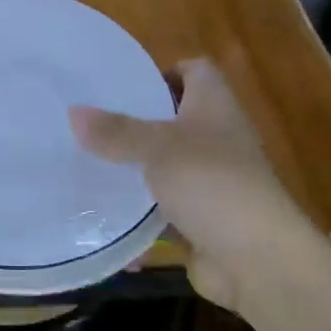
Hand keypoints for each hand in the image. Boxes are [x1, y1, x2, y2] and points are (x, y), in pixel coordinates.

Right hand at [70, 59, 313, 310]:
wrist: (257, 259)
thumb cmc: (211, 184)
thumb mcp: (157, 149)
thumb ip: (116, 132)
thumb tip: (74, 112)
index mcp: (215, 107)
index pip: (195, 71)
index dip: (164, 71)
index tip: (123, 84)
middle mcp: (217, 139)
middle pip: (176, 119)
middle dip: (136, 123)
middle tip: (92, 125)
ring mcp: (212, 182)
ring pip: (167, 167)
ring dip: (136, 171)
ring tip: (88, 166)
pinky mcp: (202, 220)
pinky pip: (164, 211)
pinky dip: (140, 216)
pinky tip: (105, 220)